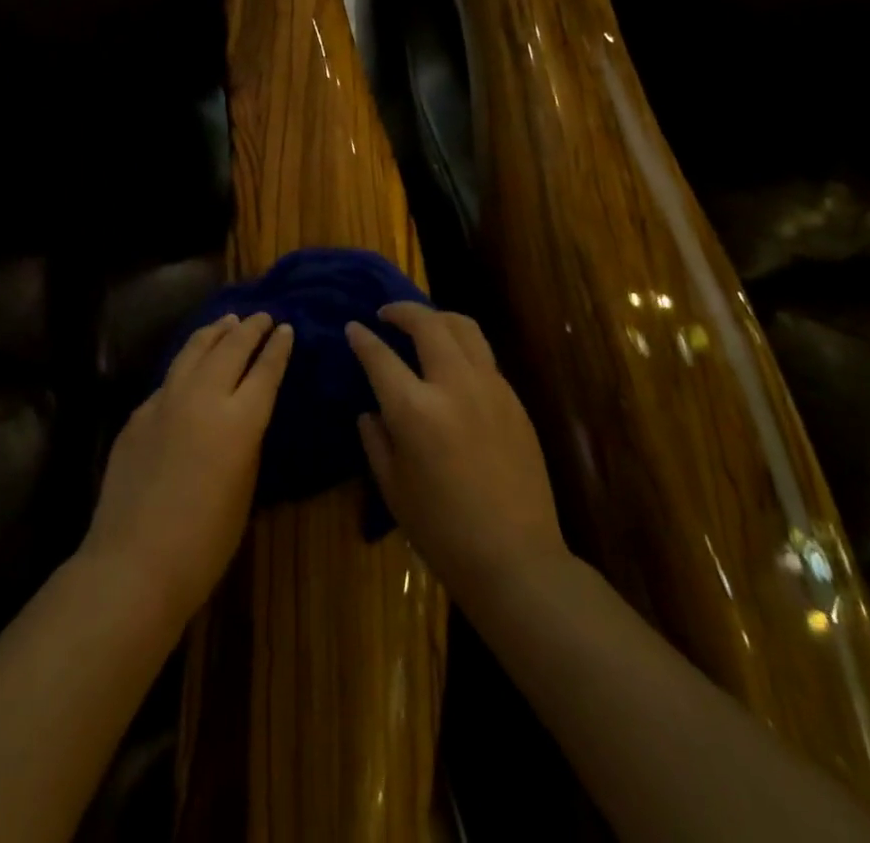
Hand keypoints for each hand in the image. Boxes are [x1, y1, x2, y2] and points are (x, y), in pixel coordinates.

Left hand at [81, 313, 292, 627]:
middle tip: (261, 316)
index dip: (277, 347)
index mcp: (240, 420)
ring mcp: (166, 400)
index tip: (285, 328)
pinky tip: (189, 365)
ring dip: (215, 332)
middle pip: (231, 348)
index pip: (265, 370)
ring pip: (194, 350)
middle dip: (249, 329)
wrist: (134, 561)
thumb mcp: (245, 487)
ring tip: (227, 321)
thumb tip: (241, 415)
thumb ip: (245, 441)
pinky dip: (187, 363)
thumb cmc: (205, 542)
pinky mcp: (139, 412)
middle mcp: (204, 397)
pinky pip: (169, 378)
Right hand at [348, 304, 566, 613]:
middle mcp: (453, 386)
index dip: (362, 338)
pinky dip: (462, 345)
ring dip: (437, 317)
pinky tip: (452, 364)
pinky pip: (484, 356)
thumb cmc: (442, 531)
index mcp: (415, 410)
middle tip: (386, 314)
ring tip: (423, 324)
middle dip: (402, 310)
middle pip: (428, 324)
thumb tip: (371, 410)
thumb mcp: (393, 487)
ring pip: (464, 327)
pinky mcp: (514, 400)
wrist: (516, 558)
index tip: (353, 328)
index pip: (380, 356)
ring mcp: (490, 388)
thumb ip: (376, 439)